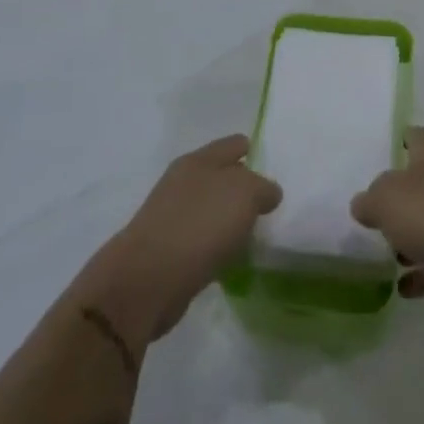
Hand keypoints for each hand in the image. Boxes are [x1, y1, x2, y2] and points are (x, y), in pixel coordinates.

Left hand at [78, 135, 281, 342]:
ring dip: (230, 219)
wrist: (148, 279)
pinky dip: (217, 245)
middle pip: (222, 176)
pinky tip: (231, 258)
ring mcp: (172, 214)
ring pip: (212, 208)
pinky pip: (202, 237)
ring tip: (254, 234)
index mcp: (199, 160)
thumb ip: (262, 187)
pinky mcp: (167, 248)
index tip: (275, 171)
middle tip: (270, 206)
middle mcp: (183, 181)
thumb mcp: (245, 194)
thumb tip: (267, 193)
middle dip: (244, 188)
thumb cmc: (200, 225)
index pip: (235, 144)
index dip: (255, 153)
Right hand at [351, 127, 423, 310]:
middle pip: (421, 182)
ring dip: (411, 239)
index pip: (413, 137)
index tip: (375, 157)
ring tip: (384, 256)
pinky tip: (403, 289)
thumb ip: (370, 200)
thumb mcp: (387, 200)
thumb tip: (363, 204)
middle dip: (398, 199)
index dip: (395, 142)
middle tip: (371, 215)